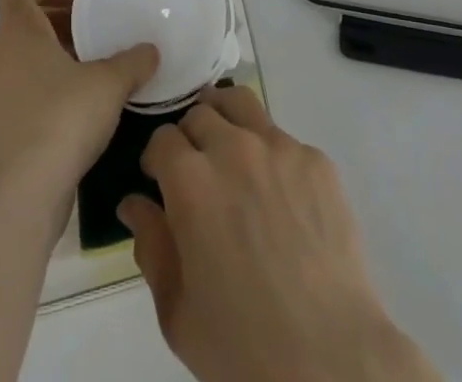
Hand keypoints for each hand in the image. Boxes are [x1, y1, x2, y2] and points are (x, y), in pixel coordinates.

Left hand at [0, 0, 156, 200]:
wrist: (21, 196)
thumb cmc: (63, 118)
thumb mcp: (110, 83)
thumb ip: (133, 61)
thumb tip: (151, 51)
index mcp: (16, 32)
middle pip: (21, 25)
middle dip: (57, 24)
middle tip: (93, 35)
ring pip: (18, 62)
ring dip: (49, 61)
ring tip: (88, 75)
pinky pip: (15, 96)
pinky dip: (40, 93)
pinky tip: (73, 114)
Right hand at [119, 87, 440, 381]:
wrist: (328, 356)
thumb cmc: (241, 344)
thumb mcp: (177, 310)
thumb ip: (151, 246)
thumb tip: (133, 203)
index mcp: (191, 181)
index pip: (162, 138)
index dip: (156, 159)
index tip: (159, 180)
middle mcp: (234, 148)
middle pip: (200, 113)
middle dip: (190, 137)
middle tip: (195, 171)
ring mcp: (280, 147)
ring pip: (242, 104)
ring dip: (226, 119)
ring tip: (229, 149)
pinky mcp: (316, 159)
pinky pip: (283, 139)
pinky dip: (270, 154)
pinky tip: (279, 195)